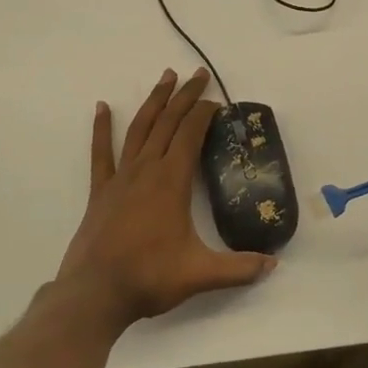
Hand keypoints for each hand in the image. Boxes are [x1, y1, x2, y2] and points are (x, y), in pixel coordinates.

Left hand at [55, 69, 275, 329]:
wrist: (95, 293)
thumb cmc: (149, 277)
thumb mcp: (201, 274)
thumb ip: (239, 268)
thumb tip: (273, 266)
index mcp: (171, 181)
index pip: (191, 134)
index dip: (205, 113)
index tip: (218, 101)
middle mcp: (146, 169)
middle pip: (168, 122)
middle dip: (185, 96)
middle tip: (198, 74)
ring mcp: (120, 177)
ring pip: (139, 128)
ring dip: (154, 101)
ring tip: (165, 77)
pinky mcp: (101, 190)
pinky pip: (101, 152)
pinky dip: (102, 128)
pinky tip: (102, 107)